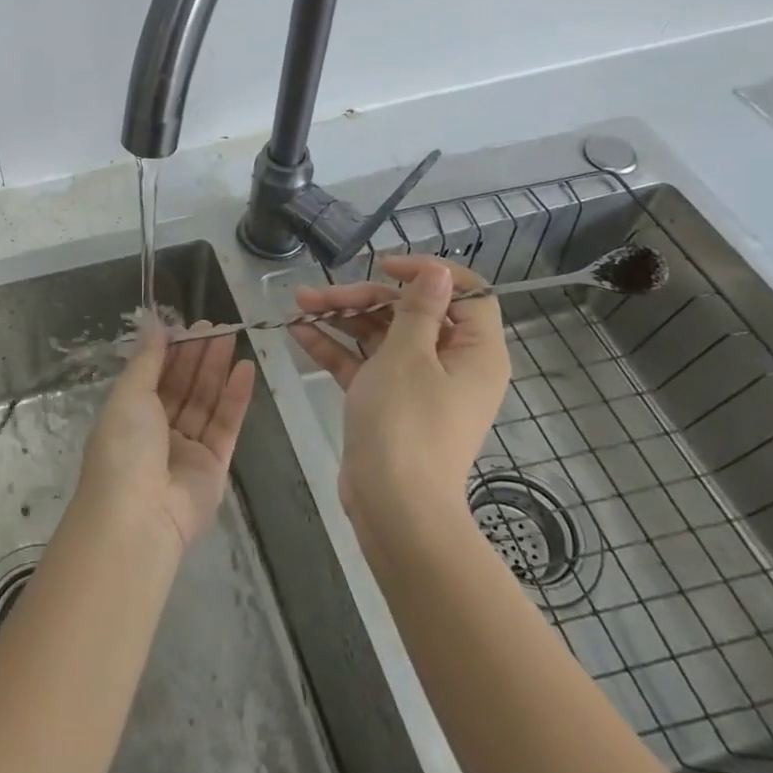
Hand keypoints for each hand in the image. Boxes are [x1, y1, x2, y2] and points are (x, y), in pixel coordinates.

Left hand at [77, 316, 255, 551]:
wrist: (139, 516)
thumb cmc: (124, 447)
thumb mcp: (129, 394)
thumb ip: (147, 359)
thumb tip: (151, 322)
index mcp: (130, 414)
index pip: (155, 374)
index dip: (172, 350)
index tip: (190, 325)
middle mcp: (157, 430)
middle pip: (183, 385)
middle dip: (198, 355)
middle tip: (217, 326)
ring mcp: (187, 448)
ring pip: (205, 401)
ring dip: (217, 370)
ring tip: (232, 338)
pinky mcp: (214, 465)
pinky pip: (225, 424)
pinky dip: (235, 397)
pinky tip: (245, 369)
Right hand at [290, 254, 510, 533]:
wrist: (394, 507)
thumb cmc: (406, 423)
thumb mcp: (407, 355)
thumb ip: (418, 309)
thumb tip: (441, 271)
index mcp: (474, 351)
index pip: (466, 294)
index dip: (427, 273)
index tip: (384, 265)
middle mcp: (451, 364)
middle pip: (410, 313)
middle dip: (362, 298)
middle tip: (319, 294)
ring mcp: (418, 386)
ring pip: (381, 337)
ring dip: (342, 319)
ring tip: (298, 305)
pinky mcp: (388, 404)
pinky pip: (364, 365)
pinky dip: (336, 349)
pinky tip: (299, 332)